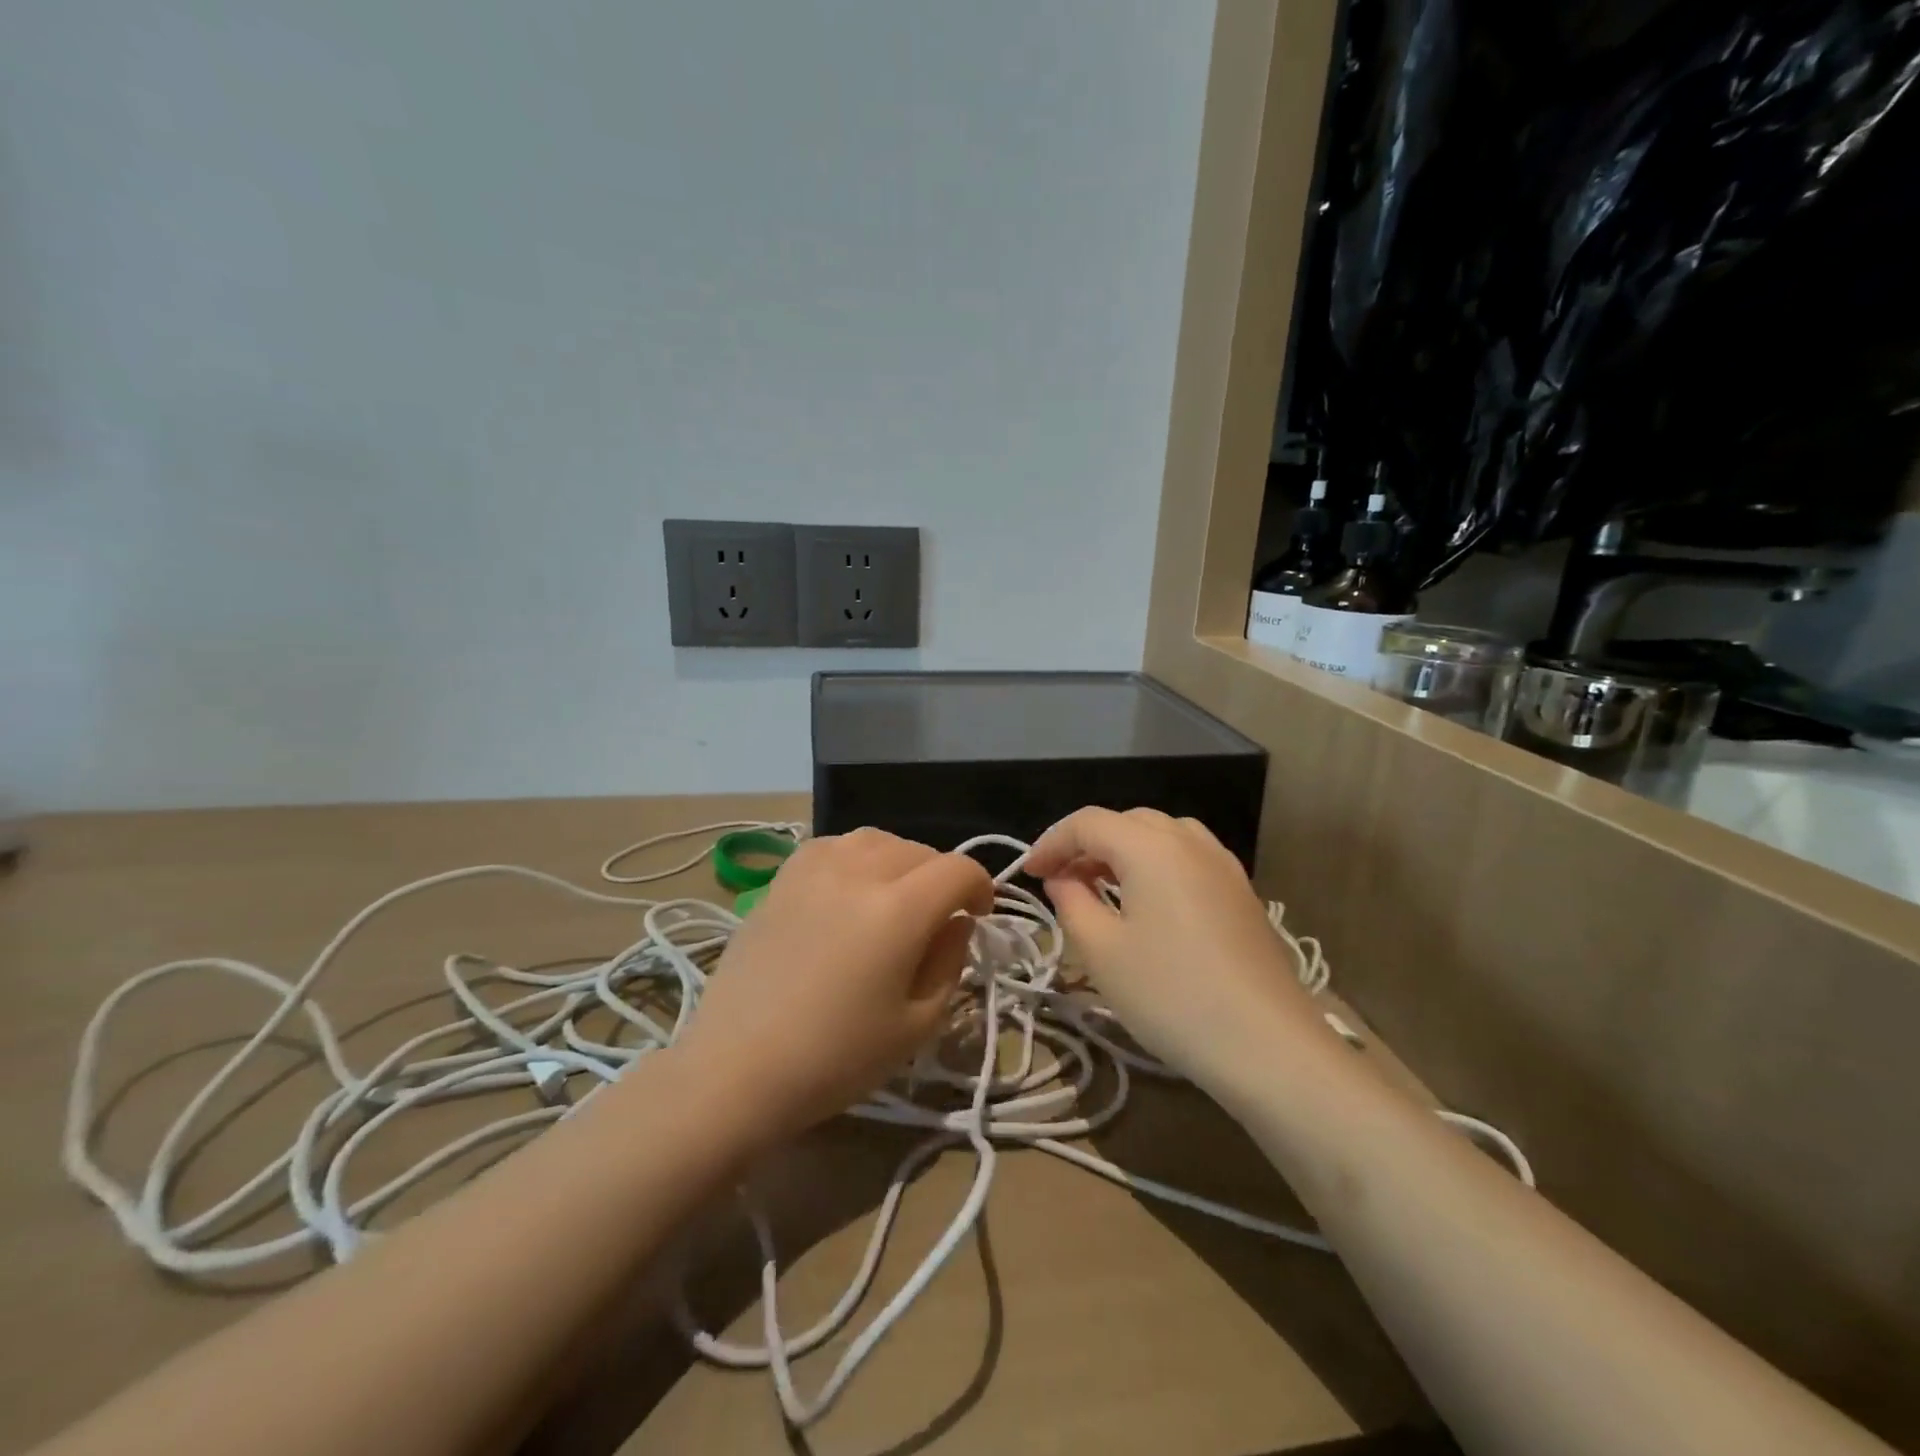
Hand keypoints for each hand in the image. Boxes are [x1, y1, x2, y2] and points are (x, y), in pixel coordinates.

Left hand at [675, 828, 993, 1144]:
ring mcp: (813, 869)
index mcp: (898, 909)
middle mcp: (857, 872)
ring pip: (875, 839)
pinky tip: (848, 889)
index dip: (981, 887)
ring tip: (894, 896)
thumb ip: (950, 962)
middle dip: (941, 877)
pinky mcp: (781, 879)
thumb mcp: (917, 1025)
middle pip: (919, 850)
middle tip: (938, 917)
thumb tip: (956, 921)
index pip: (958, 869)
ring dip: (899, 861)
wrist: (737, 1069)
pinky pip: (832, 846)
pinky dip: (854, 857)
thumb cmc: (835, 1059)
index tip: (979, 915)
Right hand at [1025, 808, 1322, 1092]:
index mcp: (1151, 846)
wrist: (1268, 1046)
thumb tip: (1063, 878)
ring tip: (1103, 886)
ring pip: (1162, 835)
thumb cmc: (1171, 995)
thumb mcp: (1101, 951)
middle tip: (1061, 880)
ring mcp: (1223, 865)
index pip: (1088, 823)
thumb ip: (1072, 902)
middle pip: (1126, 822)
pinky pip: (1189, 857)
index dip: (1051, 843)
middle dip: (1087, 844)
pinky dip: (1157, 864)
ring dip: (1124, 850)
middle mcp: (1189, 841)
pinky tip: (1151, 902)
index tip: (1029, 874)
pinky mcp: (1243, 893)